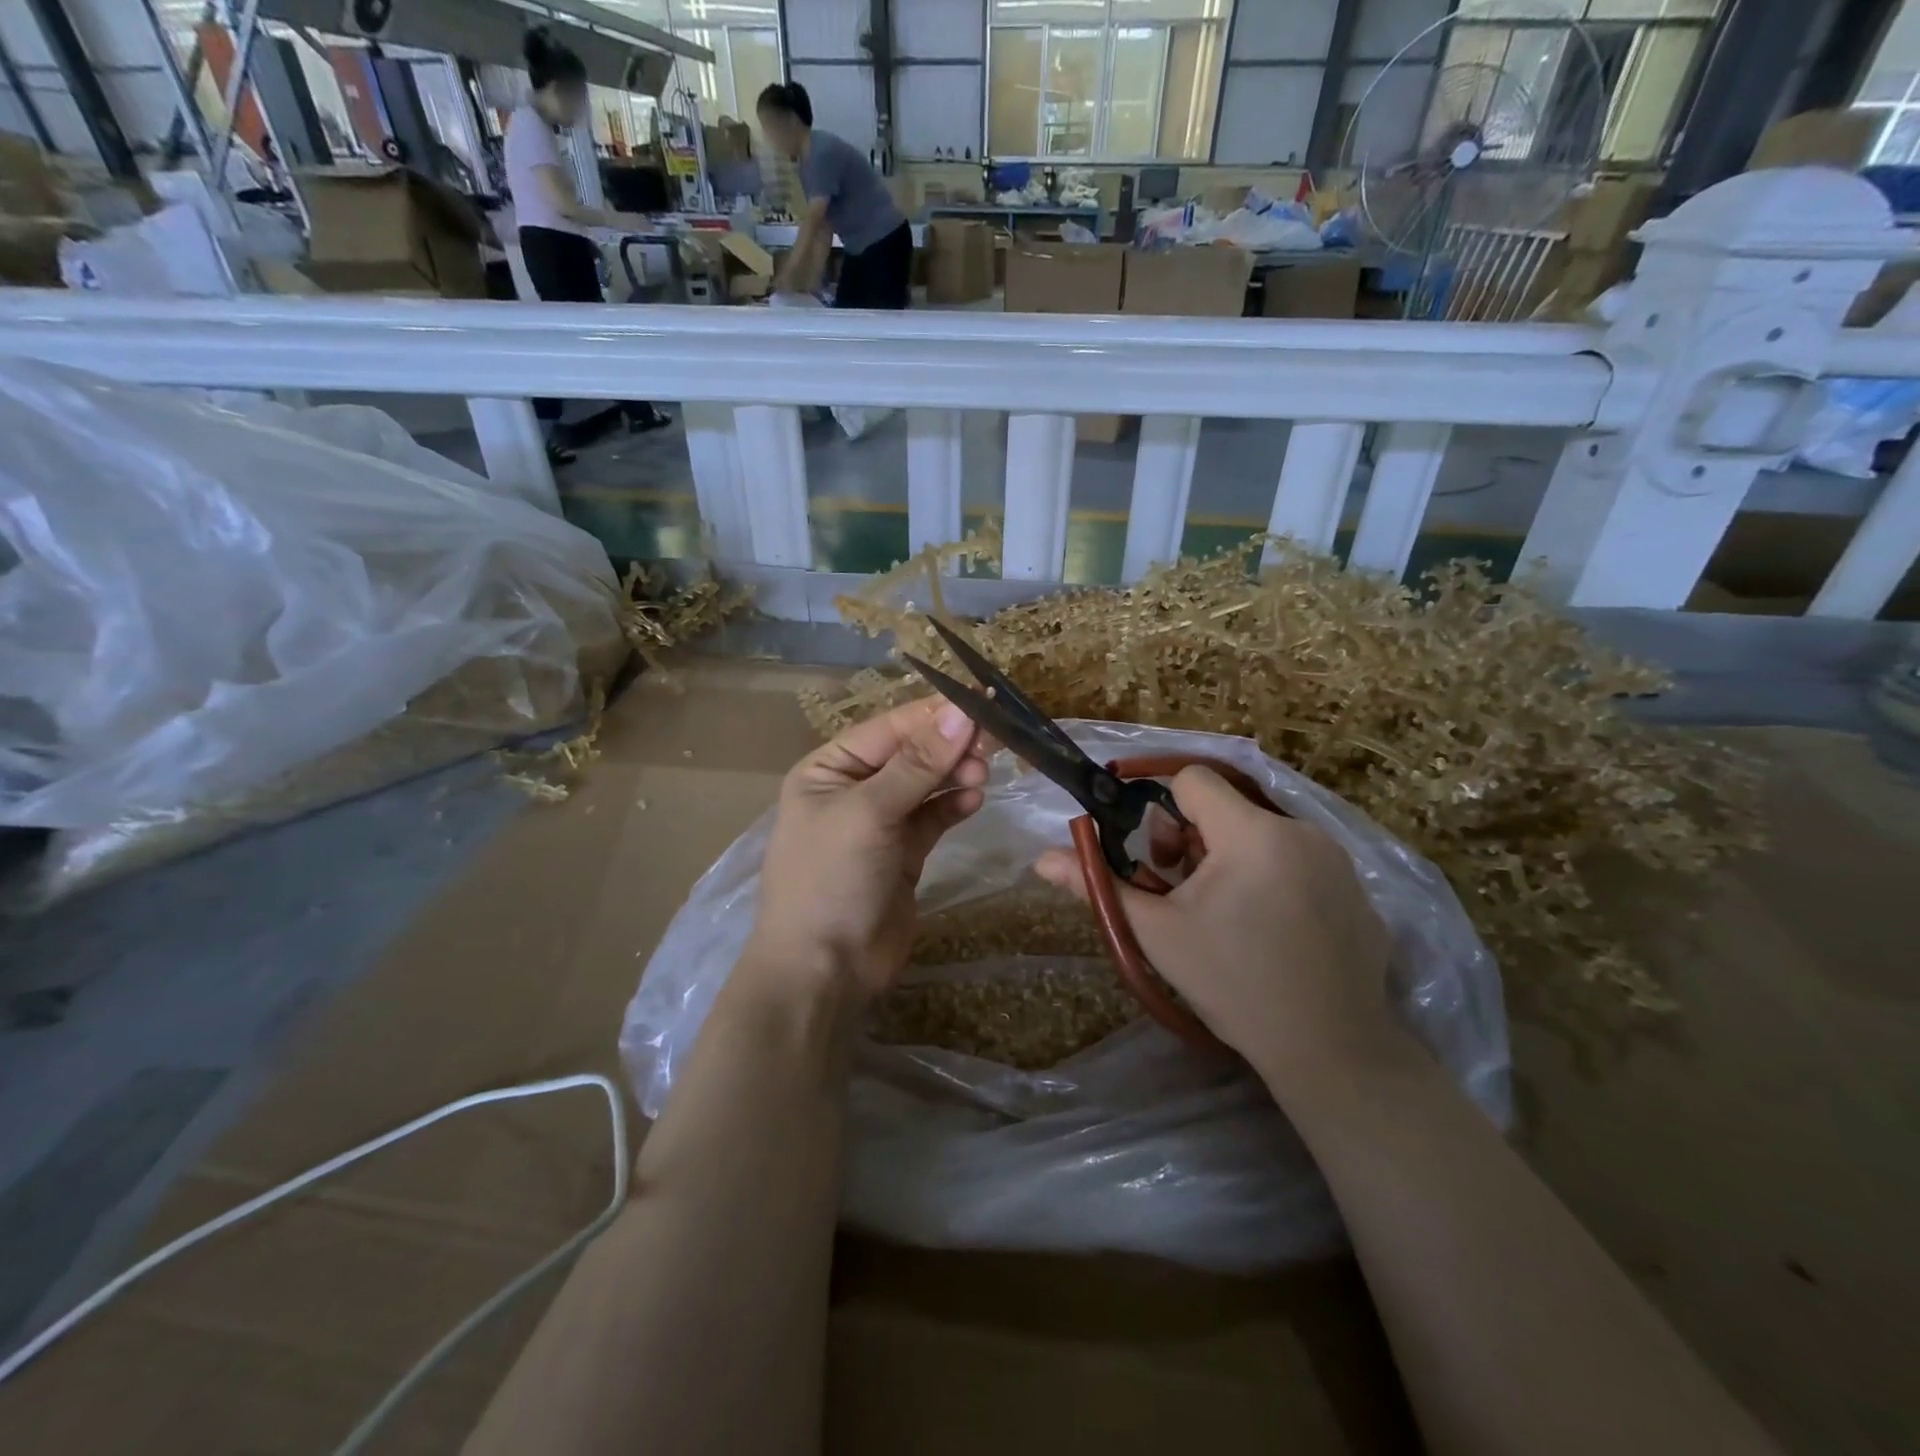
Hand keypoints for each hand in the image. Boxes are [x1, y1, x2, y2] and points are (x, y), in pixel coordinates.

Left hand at [748, 698, 989, 1000]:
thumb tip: (961, 713)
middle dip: (948, 745)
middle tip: (993, 742)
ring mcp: (880, 823)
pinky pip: (933, 817)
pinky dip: (953, 805)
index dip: (933, 714)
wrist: (824, 970)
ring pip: (926, 784)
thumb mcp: (869, 812)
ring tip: (983, 773)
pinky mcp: (904, 853)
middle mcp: (853, 789)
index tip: (981, 701)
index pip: (889, 728)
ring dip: (954, 773)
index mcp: (829, 769)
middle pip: (911, 753)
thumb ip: (918, 764)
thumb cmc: (832, 879)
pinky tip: (974, 799)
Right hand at [1035, 766, 1393, 1088]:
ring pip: (1261, 832)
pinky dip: (1272, 878)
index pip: (1192, 779)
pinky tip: (1272, 931)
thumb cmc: (1234, 985)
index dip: (1162, 810)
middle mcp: (1301, 830)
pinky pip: (1298, 859)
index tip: (1157, 858)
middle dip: (1193, 839)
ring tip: (1226, 915)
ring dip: (1230, 858)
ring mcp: (1336, 858)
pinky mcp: (1356, 886)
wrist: (1331, 1050)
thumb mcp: (1158, 935)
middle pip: (1226, 807)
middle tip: (1184, 893)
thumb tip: (1042, 860)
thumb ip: (1099, 886)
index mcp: (1251, 833)